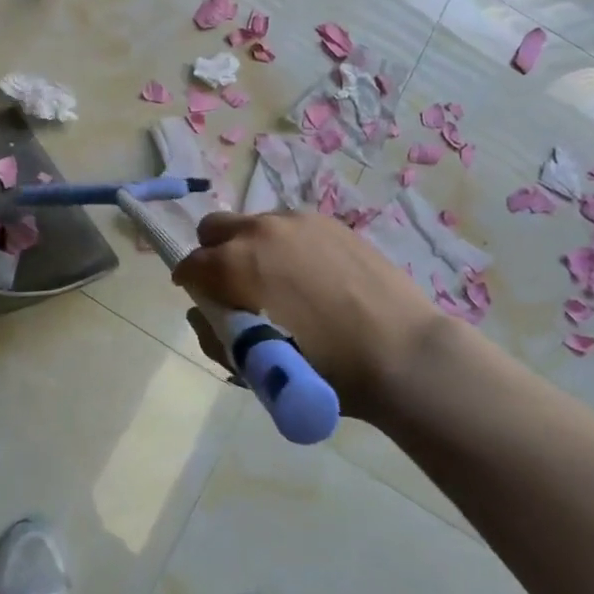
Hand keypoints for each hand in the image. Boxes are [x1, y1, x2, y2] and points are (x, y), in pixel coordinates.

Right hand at [172, 211, 461, 423]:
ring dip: (253, 247)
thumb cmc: (322, 371)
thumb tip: (203, 313)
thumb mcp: (254, 366)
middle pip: (215, 228)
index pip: (190, 264)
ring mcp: (297, 222)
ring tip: (281, 283)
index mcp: (234, 264)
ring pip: (256, 224)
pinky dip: (288, 246)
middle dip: (214, 253)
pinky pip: (292, 228)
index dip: (190, 283)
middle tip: (234, 284)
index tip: (203, 298)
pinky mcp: (329, 222)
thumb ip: (215, 336)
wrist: (402, 354)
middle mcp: (259, 231)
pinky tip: (313, 276)